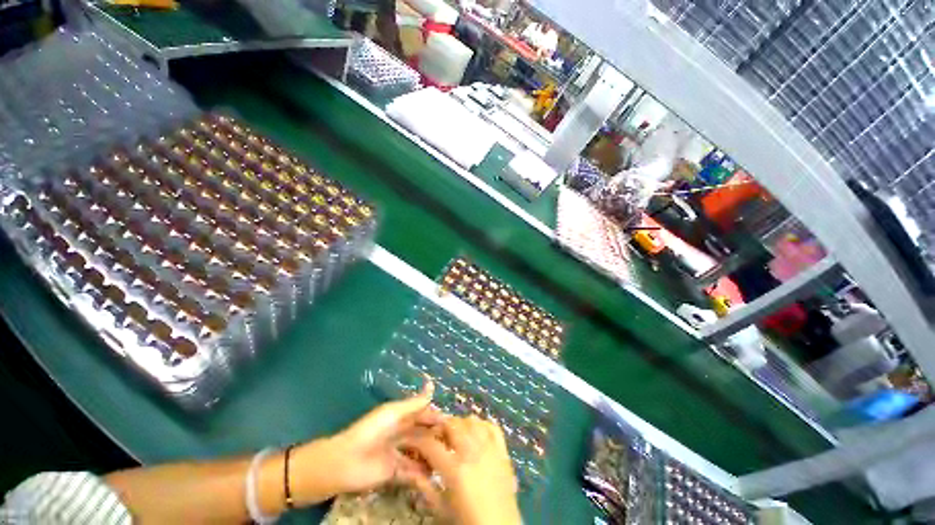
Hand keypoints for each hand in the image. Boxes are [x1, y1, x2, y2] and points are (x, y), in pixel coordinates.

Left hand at [288, 381, 441, 504]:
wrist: (346, 462)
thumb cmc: (371, 431)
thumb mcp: (394, 412)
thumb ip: (414, 403)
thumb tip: (432, 384)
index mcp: (401, 417)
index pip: (424, 415)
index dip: (437, 418)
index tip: (453, 424)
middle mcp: (401, 434)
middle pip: (424, 435)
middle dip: (438, 438)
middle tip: (456, 445)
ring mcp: (398, 454)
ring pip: (421, 454)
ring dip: (433, 457)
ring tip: (451, 462)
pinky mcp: (395, 474)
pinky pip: (412, 474)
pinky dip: (423, 476)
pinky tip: (437, 478)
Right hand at [404, 416, 520, 524]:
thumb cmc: (466, 522)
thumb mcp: (441, 508)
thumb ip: (423, 485)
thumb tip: (407, 466)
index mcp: (455, 469)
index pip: (430, 444)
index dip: (415, 439)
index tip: (407, 439)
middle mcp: (473, 452)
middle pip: (452, 424)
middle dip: (438, 427)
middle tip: (432, 438)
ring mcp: (490, 449)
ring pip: (472, 421)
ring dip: (459, 425)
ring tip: (453, 437)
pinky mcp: (503, 451)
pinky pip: (492, 427)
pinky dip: (482, 425)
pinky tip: (475, 434)